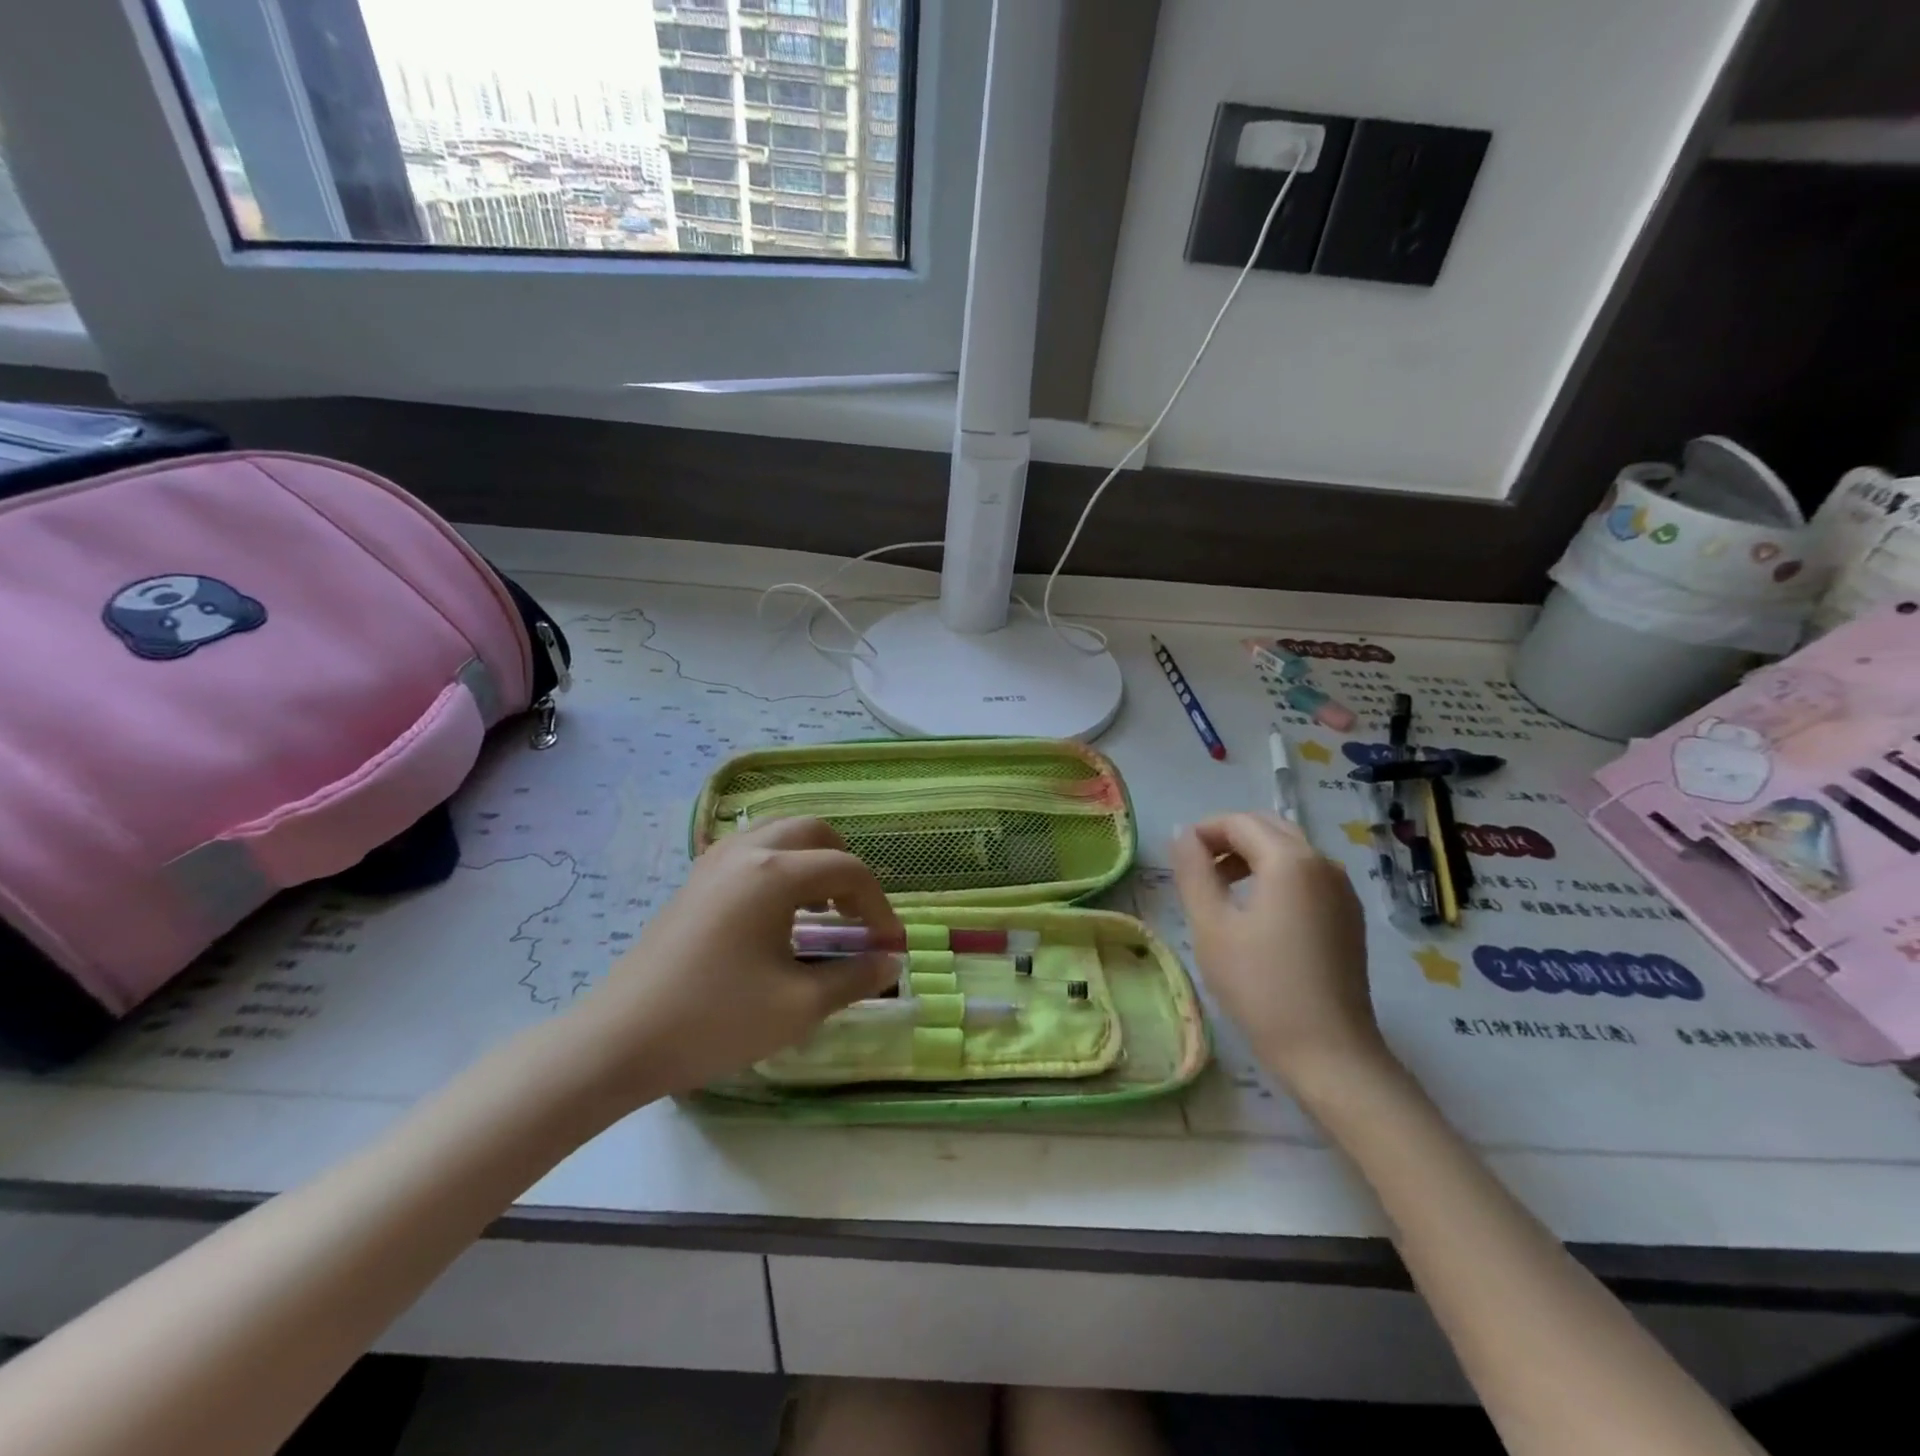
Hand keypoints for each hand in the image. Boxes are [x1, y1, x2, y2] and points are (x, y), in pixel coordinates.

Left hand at [561, 818, 902, 1105]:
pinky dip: (779, 864)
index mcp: (775, 874)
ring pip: (779, 832)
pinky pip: (750, 848)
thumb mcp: (798, 1005)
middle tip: (856, 914)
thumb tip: (891, 963)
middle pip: (814, 831)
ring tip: (820, 910)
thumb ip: (854, 977)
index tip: (888, 944)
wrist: (620, 1040)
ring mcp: (714, 861)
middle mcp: (747, 852)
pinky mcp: (695, 880)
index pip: (847, 870)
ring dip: (811, 859)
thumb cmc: (715, 1021)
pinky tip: (777, 911)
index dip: (877, 905)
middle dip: (846, 866)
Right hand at [1170, 812, 1389, 1089]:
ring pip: (1290, 851)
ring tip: (1220, 889)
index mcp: (1290, 860)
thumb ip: (1194, 872)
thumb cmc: (1260, 987)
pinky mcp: (1348, 916)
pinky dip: (1276, 876)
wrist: (1329, 1053)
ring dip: (1252, 856)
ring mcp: (1342, 890)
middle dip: (1229, 838)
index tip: (1177, 858)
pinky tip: (1256, 911)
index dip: (1203, 831)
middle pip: (1268, 827)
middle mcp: (1323, 863)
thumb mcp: (1211, 926)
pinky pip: (1307, 875)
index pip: (1239, 822)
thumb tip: (1183, 836)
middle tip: (1197, 869)